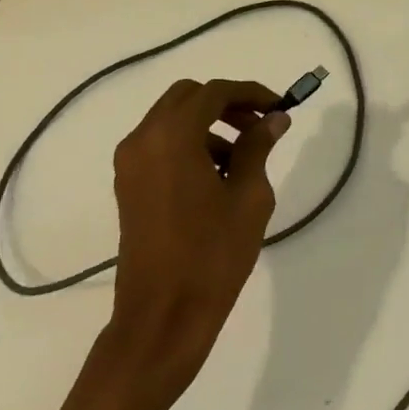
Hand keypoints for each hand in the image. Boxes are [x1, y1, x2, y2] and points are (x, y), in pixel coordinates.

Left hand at [105, 78, 287, 407]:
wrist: (162, 316)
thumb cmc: (212, 254)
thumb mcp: (249, 195)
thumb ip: (258, 146)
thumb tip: (274, 117)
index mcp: (171, 137)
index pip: (214, 93)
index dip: (250, 93)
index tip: (279, 106)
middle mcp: (142, 140)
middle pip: (187, 98)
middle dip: (226, 104)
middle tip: (260, 125)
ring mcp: (130, 163)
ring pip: (172, 120)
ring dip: (208, 124)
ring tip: (243, 157)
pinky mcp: (128, 185)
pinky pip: (160, 145)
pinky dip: (189, 144)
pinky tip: (217, 176)